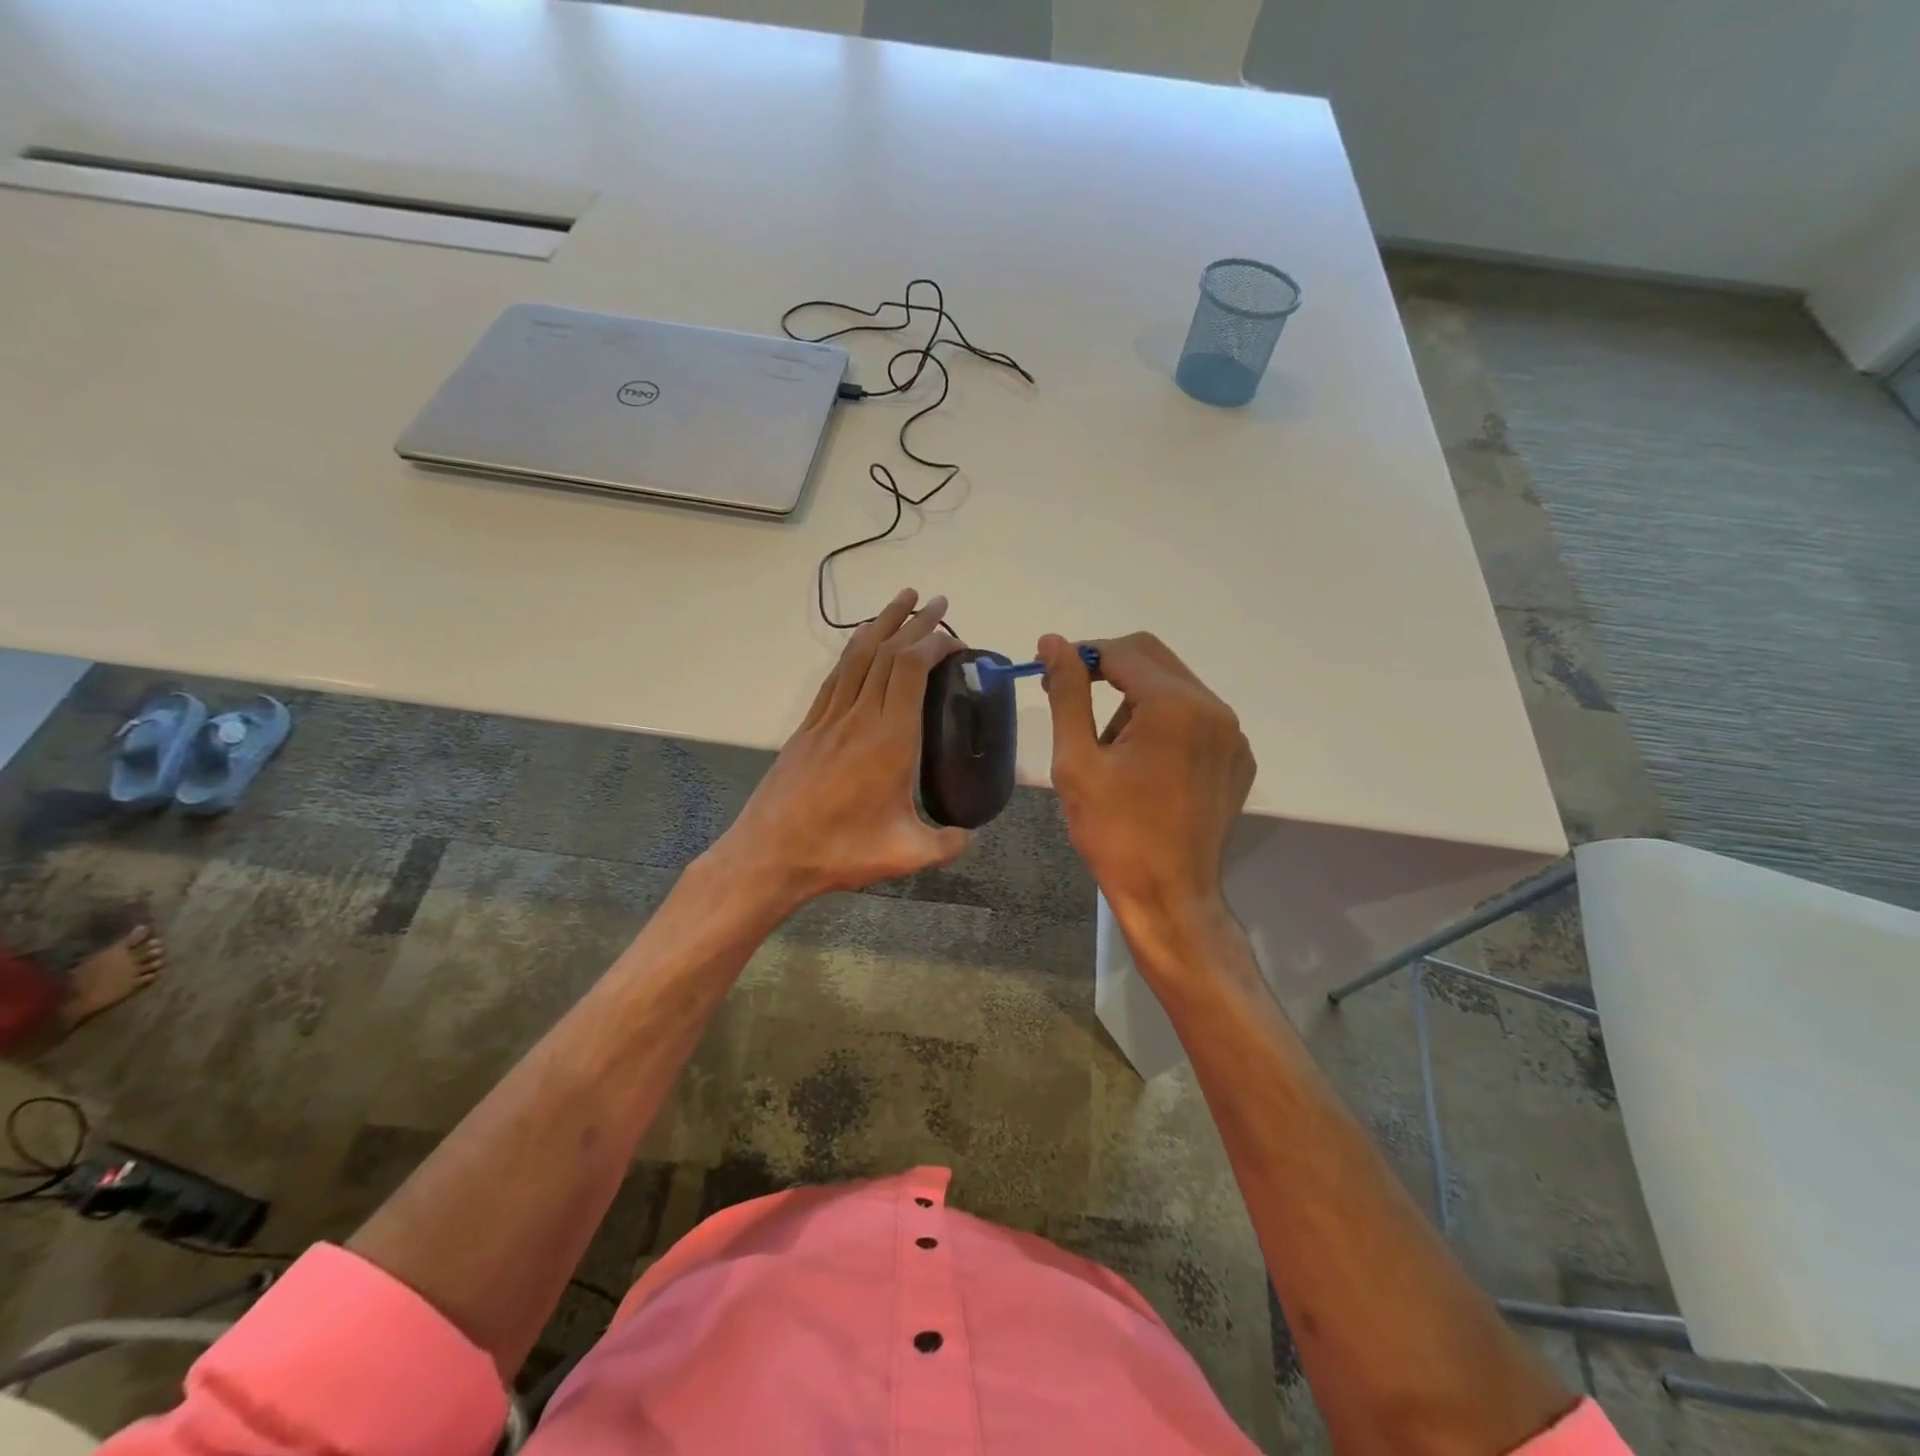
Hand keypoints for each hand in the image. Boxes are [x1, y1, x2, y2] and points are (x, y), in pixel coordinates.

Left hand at [711, 589, 970, 907]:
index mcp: (890, 739)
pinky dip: (853, 650)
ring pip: (857, 656)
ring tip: (902, 600)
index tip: (956, 641)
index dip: (934, 643)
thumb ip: (947, 844)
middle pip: (886, 652)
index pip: (910, 668)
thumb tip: (971, 835)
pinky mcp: (808, 727)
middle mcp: (859, 717)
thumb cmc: (840, 851)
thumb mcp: (905, 855)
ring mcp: (829, 718)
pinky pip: (835, 676)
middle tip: (938, 602)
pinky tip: (861, 644)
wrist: (770, 854)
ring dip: (882, 623)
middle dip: (915, 622)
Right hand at [1037, 631, 1253, 921]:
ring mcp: (1232, 735)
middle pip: (1153, 659)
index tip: (1049, 672)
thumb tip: (1054, 642)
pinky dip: (1164, 724)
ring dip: (1136, 700)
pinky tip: (1144, 766)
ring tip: (1110, 750)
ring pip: (1175, 687)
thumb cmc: (1115, 833)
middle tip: (1073, 701)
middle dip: (1109, 670)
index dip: (1081, 655)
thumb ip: (1068, 694)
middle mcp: (1214, 708)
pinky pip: (1196, 718)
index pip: (1122, 651)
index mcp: (1175, 705)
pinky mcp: (1237, 759)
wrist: (1169, 897)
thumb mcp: (1077, 762)